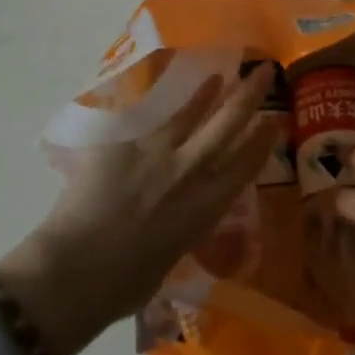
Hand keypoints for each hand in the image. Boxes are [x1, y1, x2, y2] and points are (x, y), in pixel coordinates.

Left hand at [0, 62, 278, 354]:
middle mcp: (190, 172)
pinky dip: (158, 106)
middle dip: (249, 95)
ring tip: (219, 76)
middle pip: (227, 124)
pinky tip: (161, 93)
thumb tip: (177, 220)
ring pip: (190, 114)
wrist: (79, 270)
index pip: (246, 164)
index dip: (263, 140)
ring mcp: (156, 154)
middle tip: (263, 70)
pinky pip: (145, 119)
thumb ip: (182, 228)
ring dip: (207, 94)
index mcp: (207, 206)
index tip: (276, 120)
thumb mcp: (172, 257)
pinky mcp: (123, 145)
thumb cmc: (126, 284)